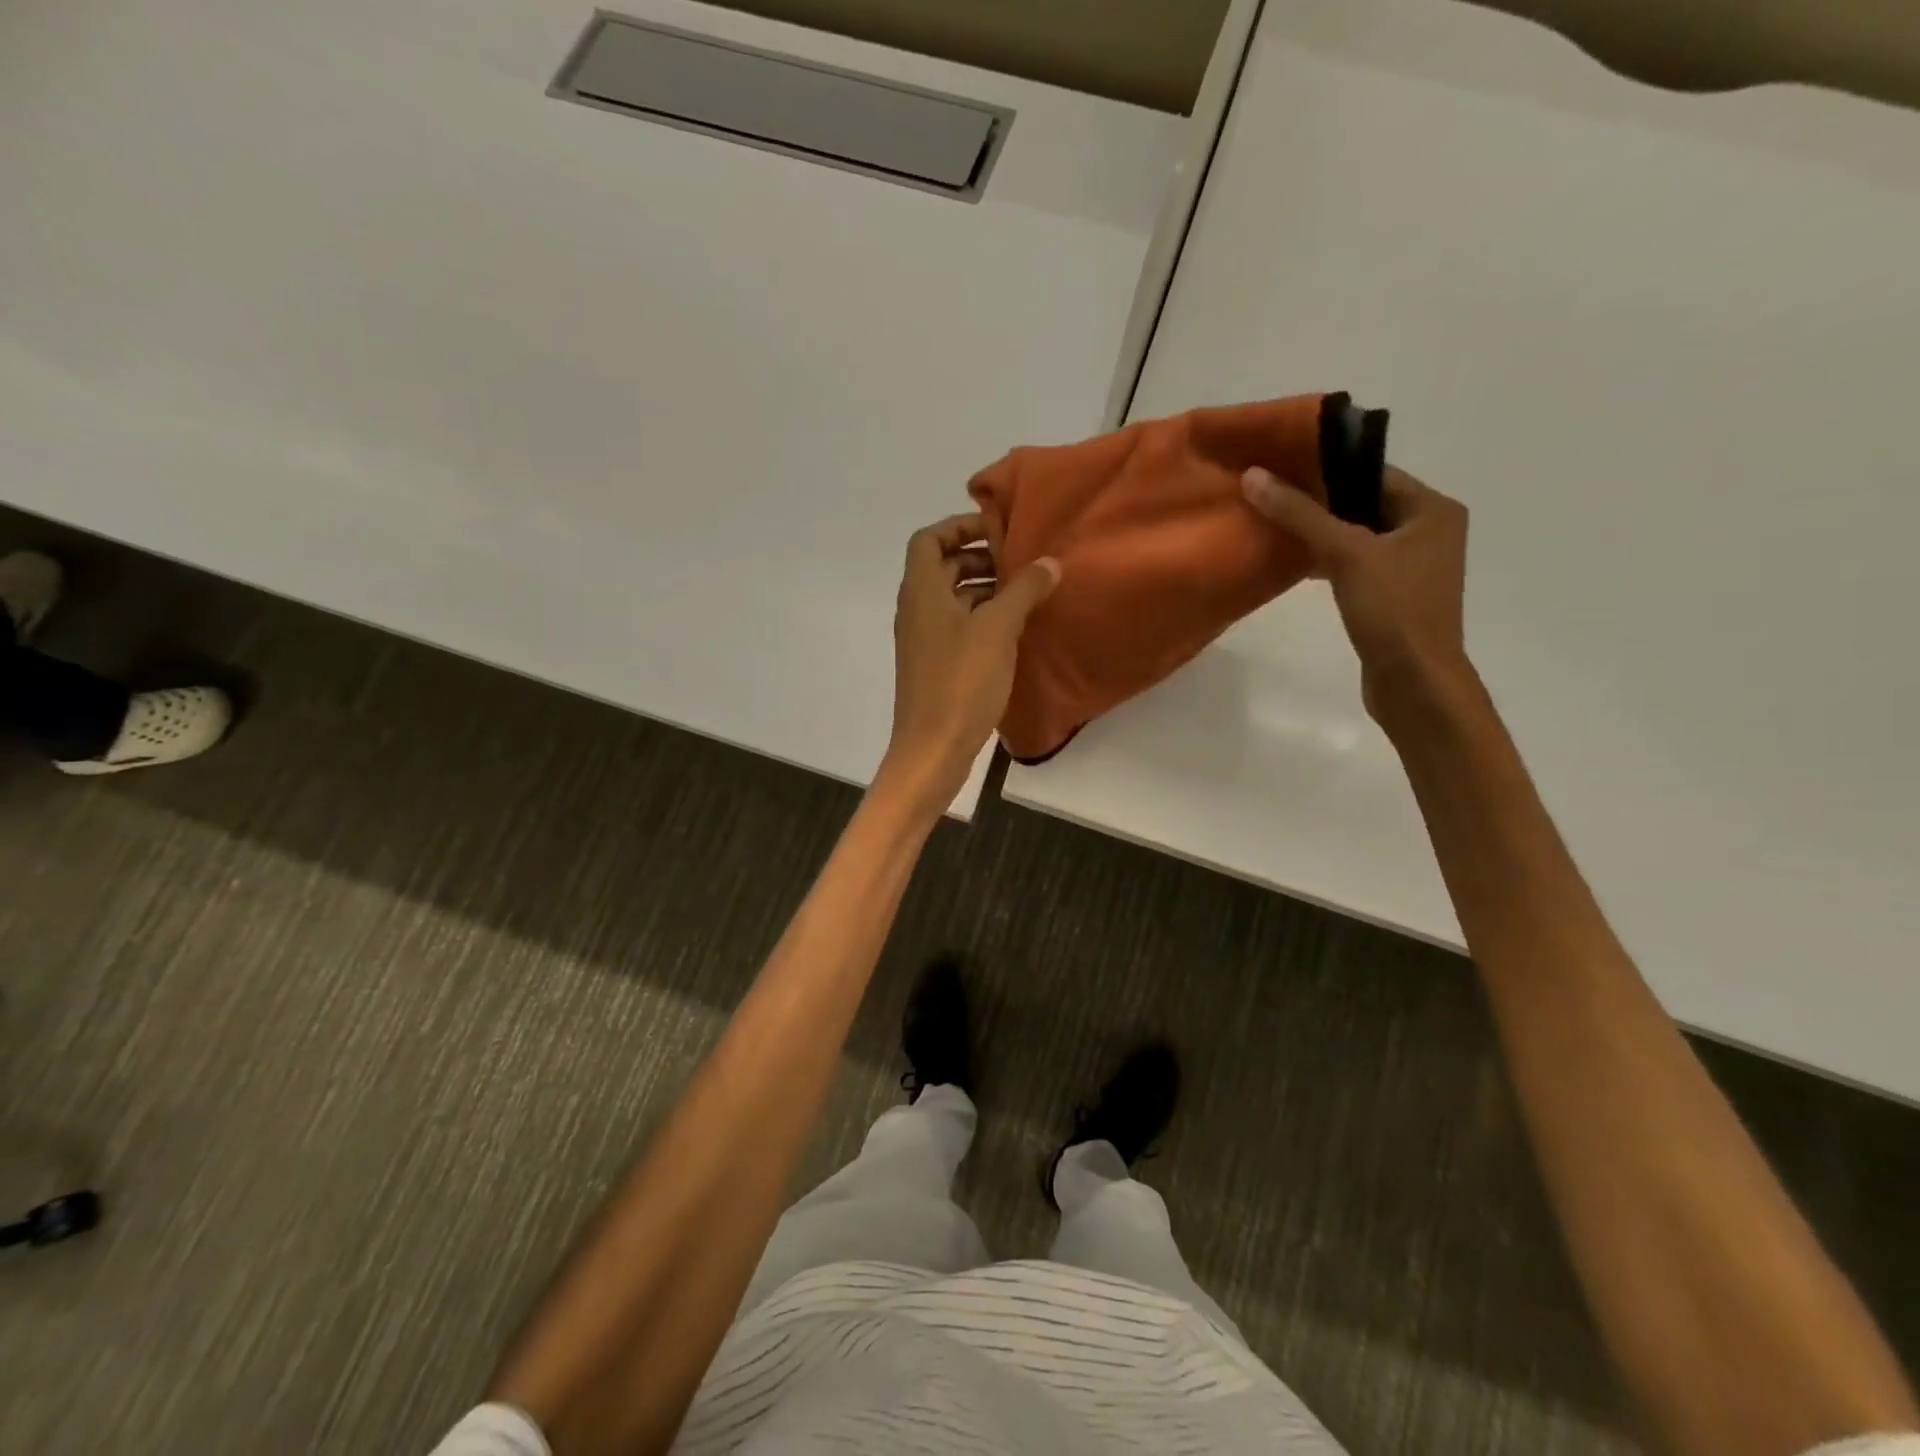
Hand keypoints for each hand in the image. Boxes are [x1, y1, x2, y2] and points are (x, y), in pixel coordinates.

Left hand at [880, 512, 1059, 812]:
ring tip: (1026, 596)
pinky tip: (1014, 632)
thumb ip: (1023, 590)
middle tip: (1021, 565)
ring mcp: (923, 640)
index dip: (960, 526)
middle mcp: (916, 610)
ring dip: (985, 591)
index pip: (929, 538)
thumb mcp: (998, 630)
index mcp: (921, 591)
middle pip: (942, 567)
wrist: (932, 749)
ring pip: (952, 599)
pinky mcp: (935, 666)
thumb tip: (1049, 562)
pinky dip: (982, 620)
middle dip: (980, 559)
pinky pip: (957, 627)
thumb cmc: (961, 682)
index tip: (998, 532)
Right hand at [1241, 464, 1471, 714]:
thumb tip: (1253, 476)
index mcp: (1433, 509)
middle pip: (1364, 503)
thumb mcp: (1345, 554)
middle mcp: (1429, 531)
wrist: (1414, 681)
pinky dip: (1328, 561)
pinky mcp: (1393, 595)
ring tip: (1273, 526)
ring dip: (1320, 533)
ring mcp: (1412, 566)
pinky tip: (1295, 564)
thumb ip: (1300, 514)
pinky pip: (1356, 564)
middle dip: (1318, 502)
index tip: (1279, 468)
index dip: (1327, 469)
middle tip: (1269, 495)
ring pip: (1357, 536)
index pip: (1373, 474)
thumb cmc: (1392, 609)